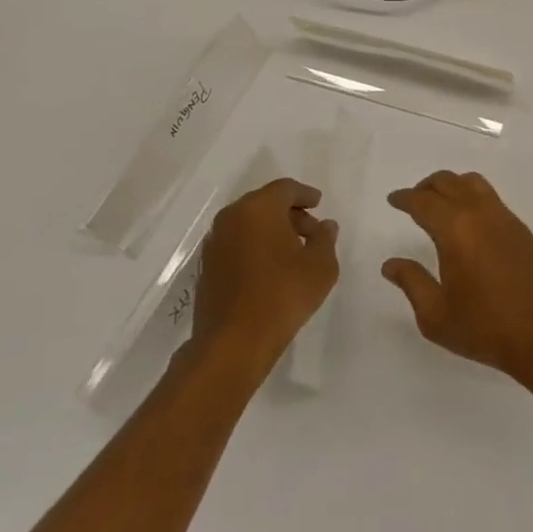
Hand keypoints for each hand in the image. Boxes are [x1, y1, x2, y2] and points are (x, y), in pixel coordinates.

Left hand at [191, 178, 338, 369]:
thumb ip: (325, 239)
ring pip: (248, 224)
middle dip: (290, 213)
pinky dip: (255, 247)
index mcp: (258, 208)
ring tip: (293, 253)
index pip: (285, 188)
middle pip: (265, 203)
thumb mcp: (320, 265)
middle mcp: (232, 218)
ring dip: (271, 231)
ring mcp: (215, 243)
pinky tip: (271, 270)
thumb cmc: (283, 295)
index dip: (305, 194)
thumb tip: (325, 226)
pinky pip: (236, 244)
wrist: (233, 343)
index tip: (318, 204)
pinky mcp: (207, 267)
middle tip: (311, 232)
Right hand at [383, 171, 532, 383]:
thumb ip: (412, 283)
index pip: (423, 202)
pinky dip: (473, 197)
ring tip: (440, 204)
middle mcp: (480, 213)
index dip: (405, 198)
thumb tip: (391, 264)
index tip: (394, 200)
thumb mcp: (436, 315)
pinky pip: (491, 198)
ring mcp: (505, 218)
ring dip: (452, 186)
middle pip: (449, 182)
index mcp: (455, 229)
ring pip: (473, 183)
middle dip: (426, 187)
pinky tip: (470, 221)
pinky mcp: (522, 229)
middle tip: (413, 200)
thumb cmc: (486, 327)